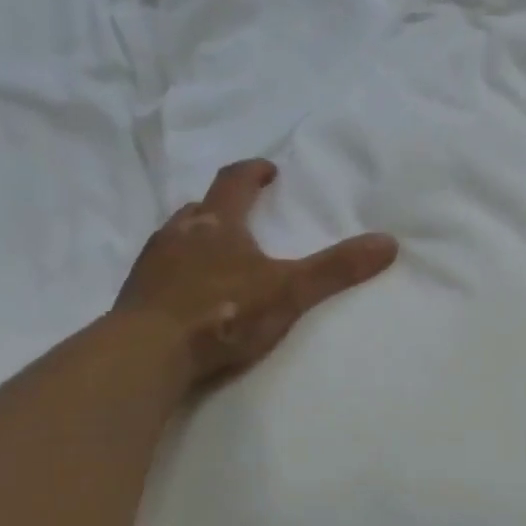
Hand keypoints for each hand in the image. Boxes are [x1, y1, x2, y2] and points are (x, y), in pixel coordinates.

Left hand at [113, 158, 397, 391]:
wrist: (147, 354)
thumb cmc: (222, 312)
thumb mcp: (290, 291)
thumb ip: (336, 269)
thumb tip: (388, 242)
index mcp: (216, 224)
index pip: (233, 182)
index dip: (253, 173)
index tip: (269, 171)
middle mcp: (179, 233)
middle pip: (201, 208)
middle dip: (224, 207)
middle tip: (244, 216)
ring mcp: (152, 264)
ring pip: (178, 238)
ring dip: (199, 239)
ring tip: (219, 256)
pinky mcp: (137, 296)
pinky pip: (162, 272)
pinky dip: (181, 273)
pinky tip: (193, 295)